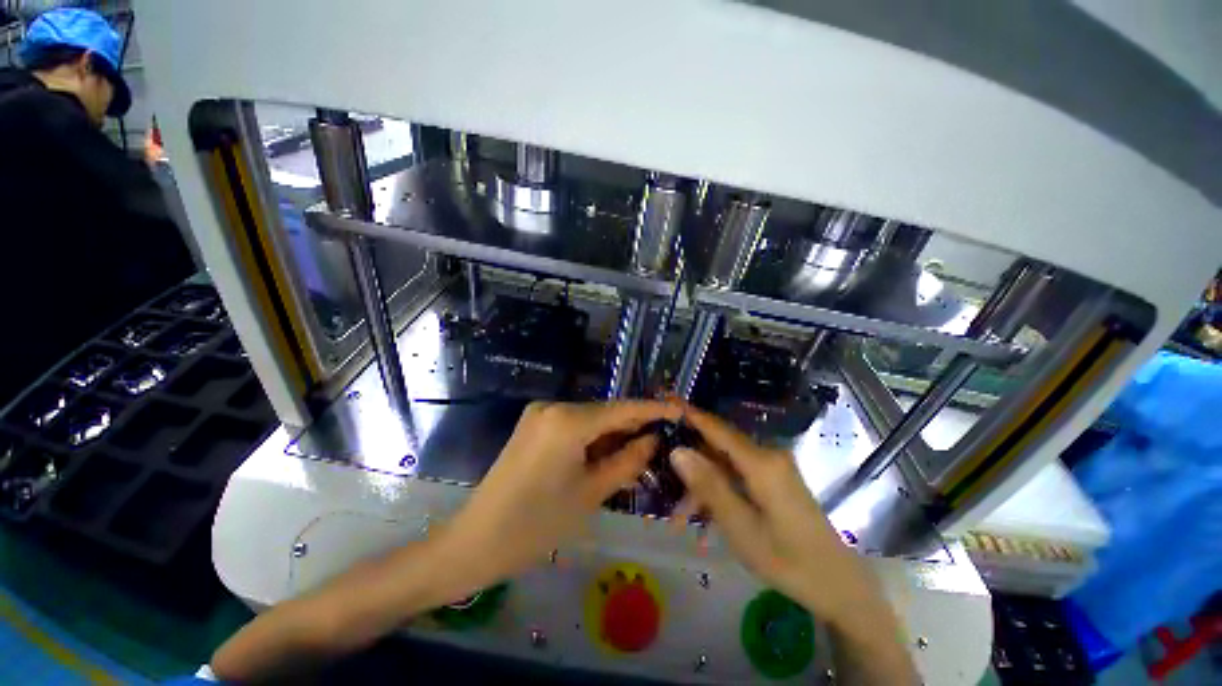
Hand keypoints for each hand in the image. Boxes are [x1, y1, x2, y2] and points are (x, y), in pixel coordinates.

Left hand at [442, 400, 680, 587]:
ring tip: (639, 450)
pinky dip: (592, 437)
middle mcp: (553, 406)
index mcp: (568, 420)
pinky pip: (572, 425)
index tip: (678, 412)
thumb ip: (627, 461)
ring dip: (612, 433)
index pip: (621, 409)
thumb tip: (653, 440)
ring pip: (589, 419)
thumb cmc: (537, 524)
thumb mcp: (591, 493)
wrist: (476, 541)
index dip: (652, 409)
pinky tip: (606, 453)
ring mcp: (539, 414)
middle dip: (632, 425)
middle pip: (604, 412)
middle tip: (661, 440)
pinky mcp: (533, 425)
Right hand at [668, 405, 875, 618]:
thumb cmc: (787, 560)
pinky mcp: (774, 479)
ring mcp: (772, 467)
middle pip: (717, 448)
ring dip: (702, 486)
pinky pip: (737, 476)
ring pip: (724, 465)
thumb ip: (708, 485)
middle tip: (665, 485)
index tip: (666, 402)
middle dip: (690, 466)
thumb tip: (678, 450)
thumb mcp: (739, 526)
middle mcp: (767, 455)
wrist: (838, 585)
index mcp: (761, 462)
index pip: (717, 428)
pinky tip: (706, 517)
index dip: (690, 414)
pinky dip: (719, 491)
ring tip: (681, 518)